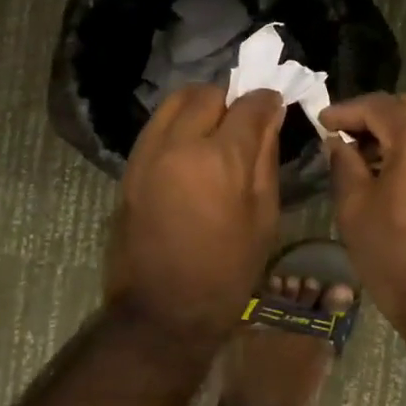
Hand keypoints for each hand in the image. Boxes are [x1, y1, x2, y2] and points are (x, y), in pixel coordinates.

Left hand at [106, 85, 285, 336]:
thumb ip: (266, 158)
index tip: (275, 107)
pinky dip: (178, 122)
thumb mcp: (264, 217)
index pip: (249, 105)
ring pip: (177, 101)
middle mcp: (179, 144)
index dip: (267, 101)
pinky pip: (157, 124)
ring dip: (202, 105)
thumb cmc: (227, 271)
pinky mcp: (130, 166)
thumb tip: (270, 116)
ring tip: (216, 129)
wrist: (162, 310)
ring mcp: (148, 153)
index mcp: (220, 160)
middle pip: (209, 95)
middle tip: (246, 122)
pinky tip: (192, 147)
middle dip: (233, 100)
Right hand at [322, 93, 405, 326]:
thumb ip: (344, 164)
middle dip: (376, 119)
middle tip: (346, 139)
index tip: (323, 121)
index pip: (379, 106)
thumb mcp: (356, 211)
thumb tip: (339, 143)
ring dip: (401, 136)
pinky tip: (401, 177)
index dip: (346, 110)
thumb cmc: (401, 258)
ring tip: (370, 160)